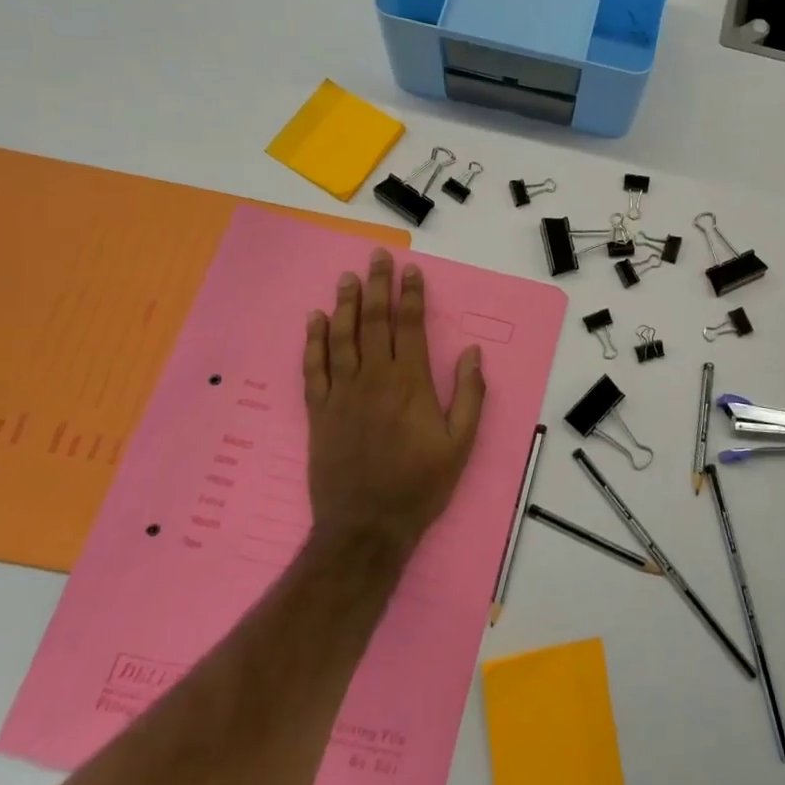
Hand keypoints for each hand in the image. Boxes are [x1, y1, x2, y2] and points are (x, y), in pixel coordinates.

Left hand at [302, 248, 486, 556]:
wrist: (366, 526)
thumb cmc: (420, 485)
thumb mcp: (461, 444)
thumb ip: (469, 395)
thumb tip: (471, 353)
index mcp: (410, 384)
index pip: (410, 326)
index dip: (411, 295)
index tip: (411, 270)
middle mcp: (374, 379)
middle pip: (375, 322)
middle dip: (377, 286)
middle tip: (376, 257)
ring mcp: (342, 394)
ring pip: (342, 337)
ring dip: (345, 304)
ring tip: (347, 278)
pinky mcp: (319, 412)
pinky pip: (314, 368)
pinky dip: (313, 341)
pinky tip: (315, 320)